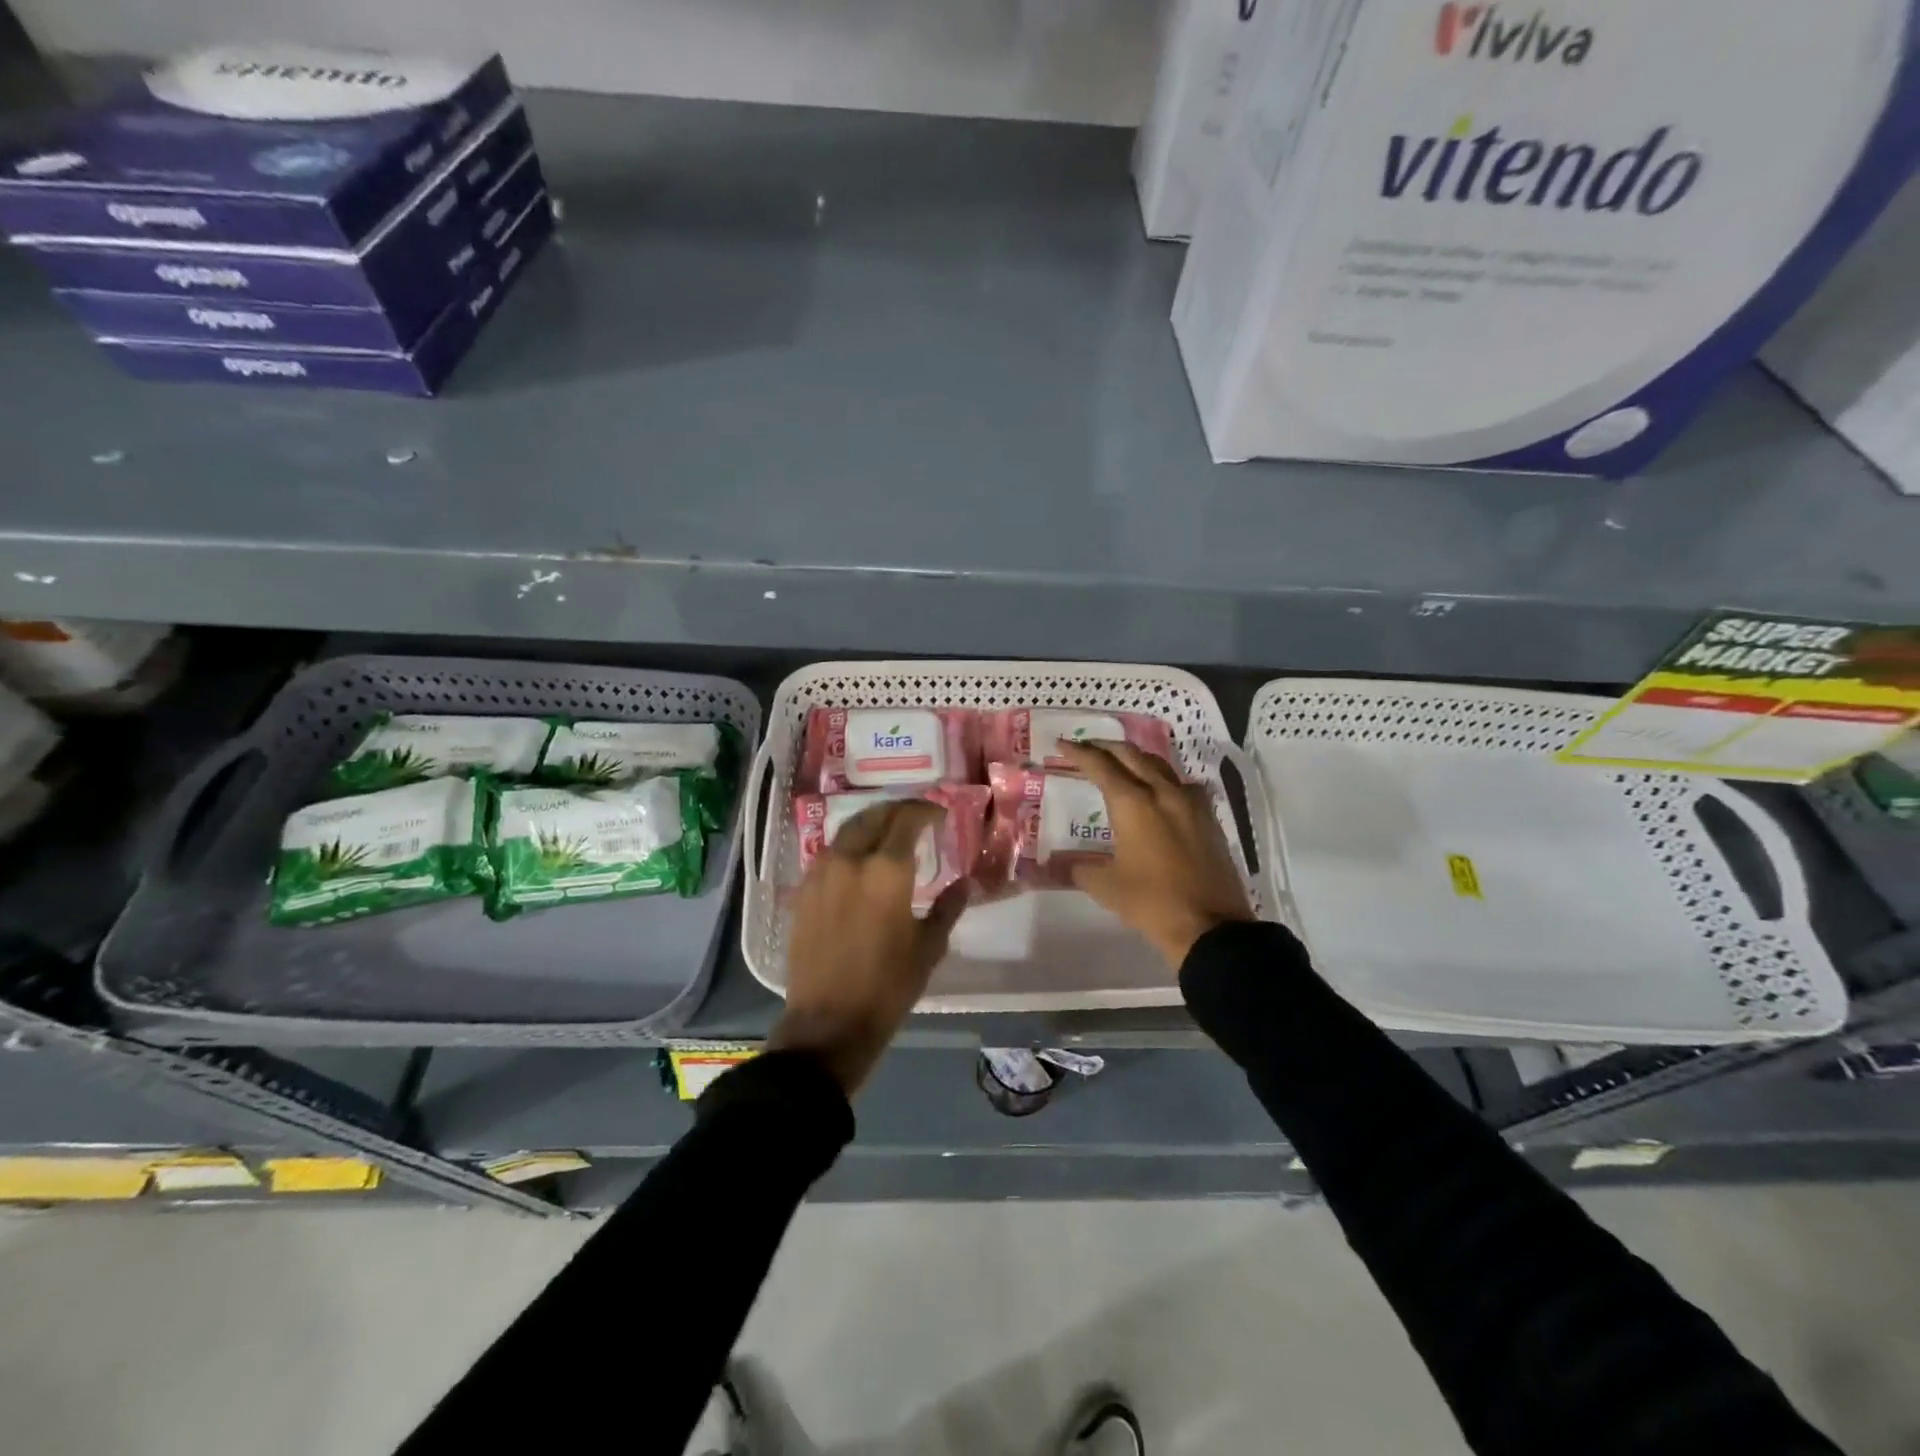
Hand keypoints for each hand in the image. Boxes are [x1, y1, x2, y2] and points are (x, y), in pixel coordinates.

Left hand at [770, 799, 967, 1094]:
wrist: (828, 1023)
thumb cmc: (888, 986)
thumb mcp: (929, 947)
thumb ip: (948, 907)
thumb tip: (965, 883)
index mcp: (887, 870)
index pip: (907, 819)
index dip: (925, 811)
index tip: (939, 815)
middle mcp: (850, 860)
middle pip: (874, 816)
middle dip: (898, 811)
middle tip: (916, 819)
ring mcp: (821, 873)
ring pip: (848, 831)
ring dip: (872, 824)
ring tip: (889, 835)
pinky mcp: (804, 890)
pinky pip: (830, 853)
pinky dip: (850, 846)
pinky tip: (861, 862)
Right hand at [1057, 740, 1254, 967]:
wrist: (1211, 926)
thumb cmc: (1151, 903)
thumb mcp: (1105, 887)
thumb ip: (1079, 868)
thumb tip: (1061, 865)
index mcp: (1133, 803)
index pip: (1101, 765)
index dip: (1078, 752)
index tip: (1061, 743)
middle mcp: (1163, 793)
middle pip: (1132, 755)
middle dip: (1106, 746)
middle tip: (1087, 747)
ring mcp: (1191, 803)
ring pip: (1160, 765)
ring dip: (1136, 758)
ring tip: (1120, 763)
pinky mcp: (1209, 818)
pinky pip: (1182, 785)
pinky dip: (1163, 779)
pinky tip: (1159, 792)